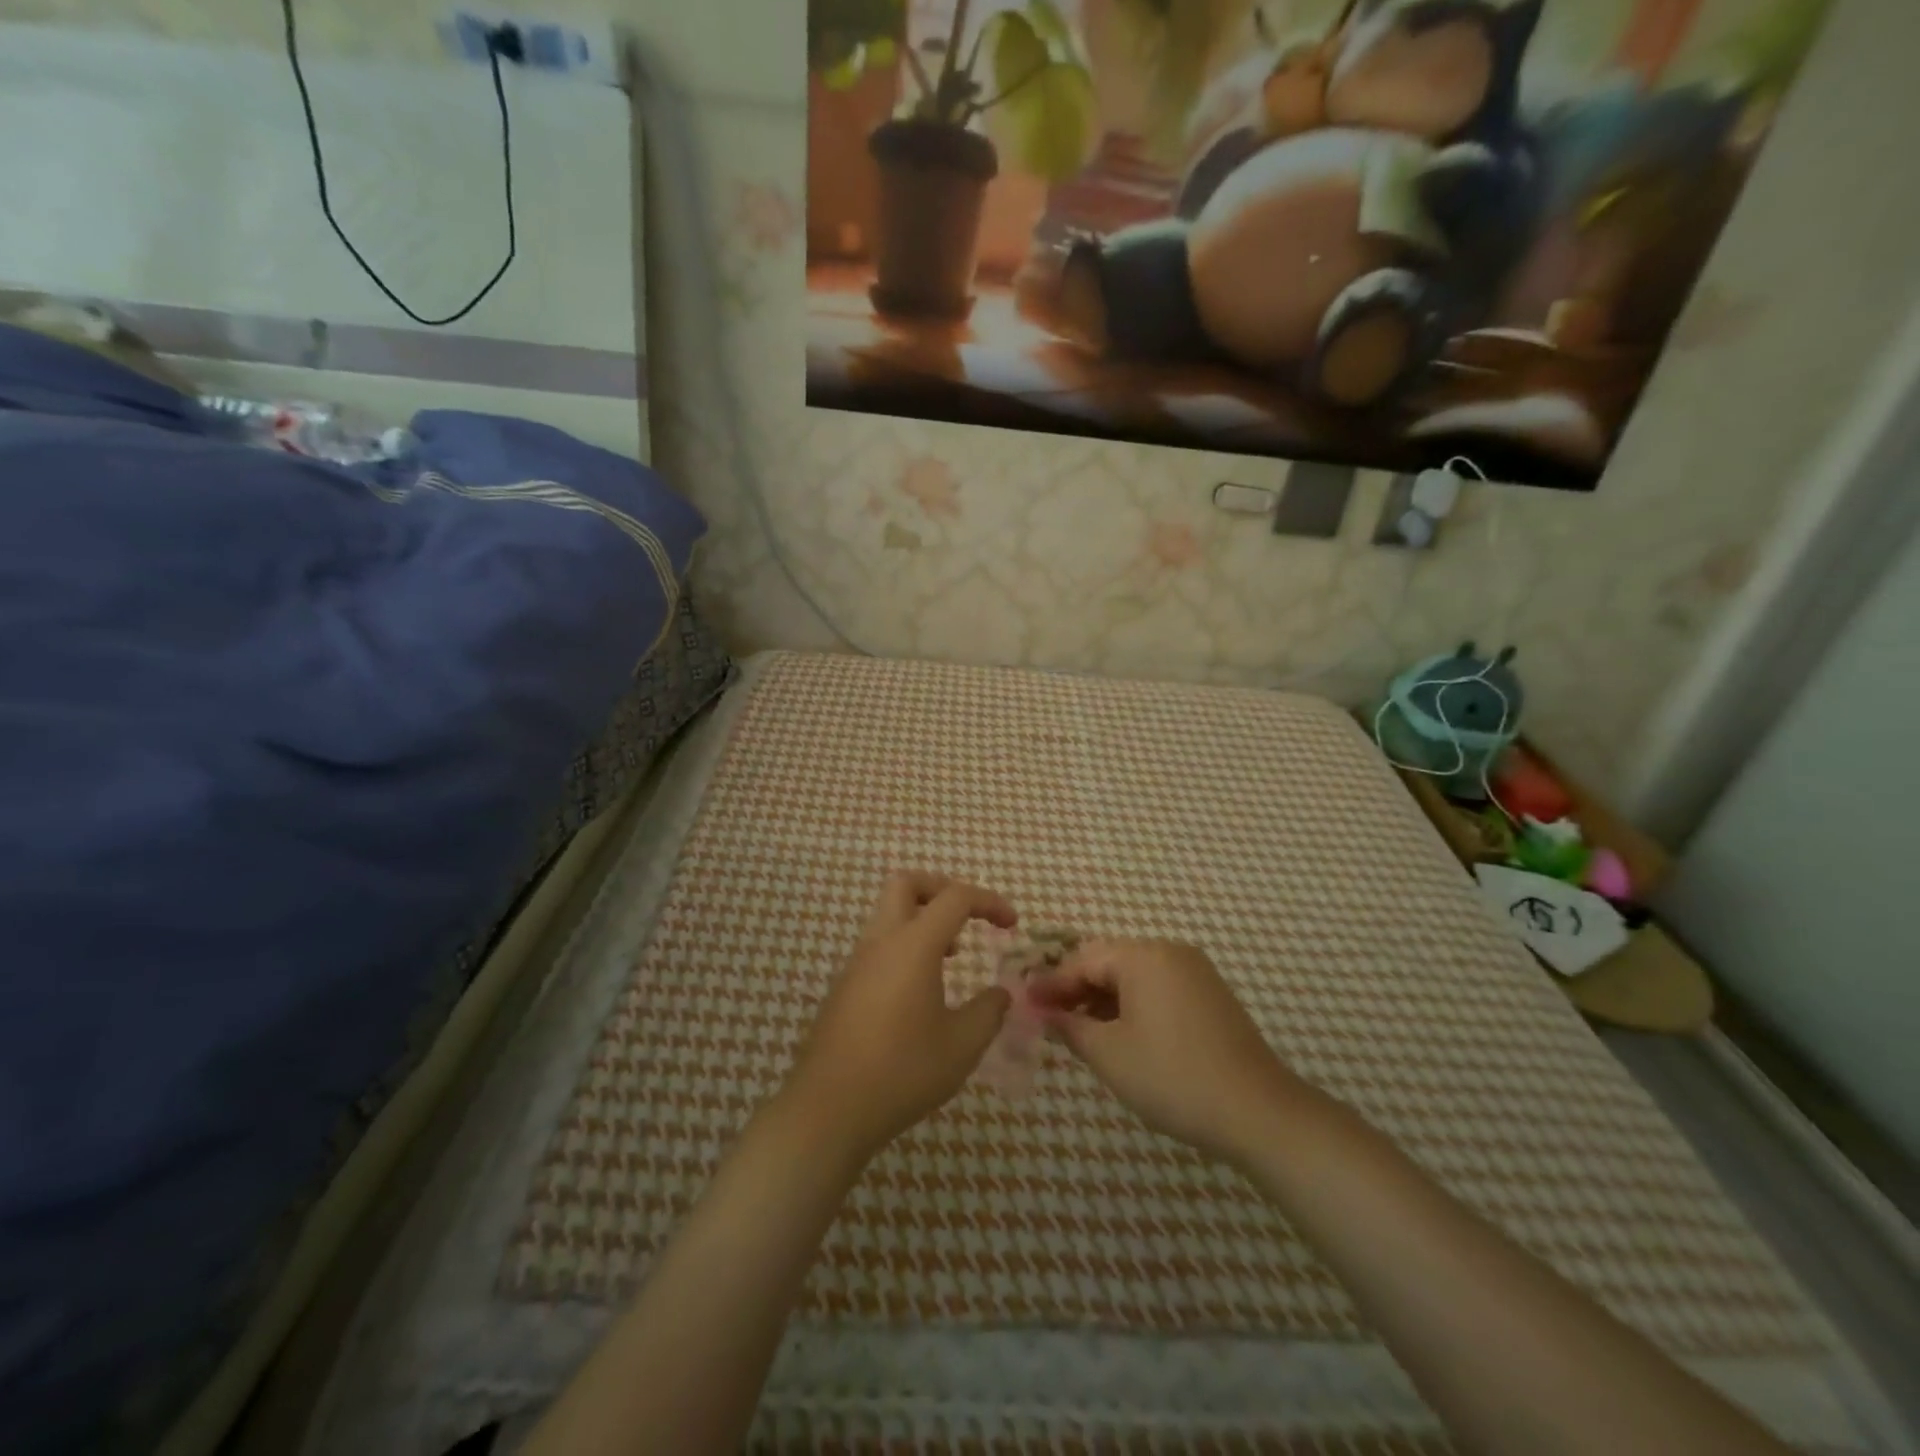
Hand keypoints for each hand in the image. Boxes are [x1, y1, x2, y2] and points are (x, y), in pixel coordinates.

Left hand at [780, 872, 1015, 1162]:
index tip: (1012, 924)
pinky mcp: (844, 987)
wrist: (829, 1109)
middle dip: (942, 889)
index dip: (989, 901)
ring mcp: (857, 963)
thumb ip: (989, 1011)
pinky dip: (905, 947)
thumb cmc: (902, 1071)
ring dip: (923, 920)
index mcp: (913, 945)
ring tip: (951, 956)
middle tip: (968, 917)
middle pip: (906, 884)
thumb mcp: (962, 1045)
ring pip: (889, 914)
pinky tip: (920, 991)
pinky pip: (878, 946)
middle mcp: (881, 942)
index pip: (955, 897)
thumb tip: (1000, 993)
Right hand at [1030, 939, 1299, 1162]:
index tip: (1026, 1005)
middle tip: (1051, 1020)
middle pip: (1109, 962)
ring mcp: (1195, 972)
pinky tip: (1121, 1035)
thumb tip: (1045, 1012)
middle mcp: (1170, 952)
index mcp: (1143, 956)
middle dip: (1077, 990)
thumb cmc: (1172, 1077)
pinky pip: (1159, 989)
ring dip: (1104, 999)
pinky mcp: (1211, 996)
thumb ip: (1070, 1026)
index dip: (1052, 984)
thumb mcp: (1109, 1054)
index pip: (1083, 959)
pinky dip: (1133, 1006)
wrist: (1258, 1112)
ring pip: (1134, 976)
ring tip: (1081, 1032)